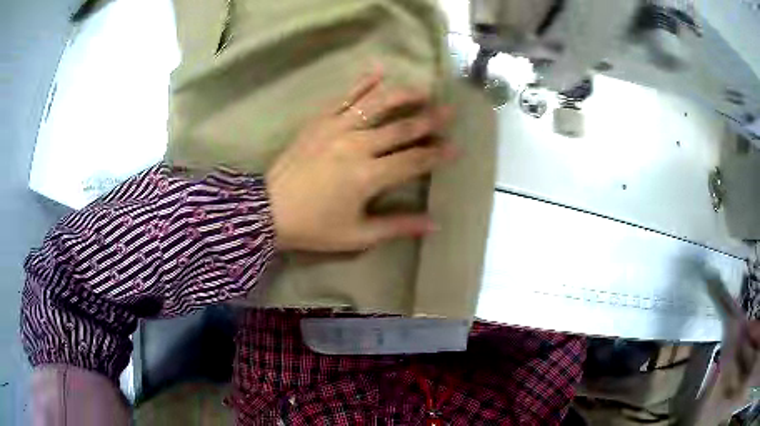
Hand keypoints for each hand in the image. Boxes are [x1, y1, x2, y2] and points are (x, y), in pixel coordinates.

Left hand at [266, 70, 456, 251]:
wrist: (268, 211)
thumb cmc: (313, 227)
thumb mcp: (358, 235)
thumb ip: (397, 227)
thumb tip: (435, 224)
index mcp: (368, 176)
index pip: (414, 160)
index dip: (437, 154)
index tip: (456, 147)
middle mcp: (357, 145)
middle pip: (401, 127)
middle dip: (429, 119)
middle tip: (450, 110)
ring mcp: (337, 128)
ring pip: (377, 104)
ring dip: (403, 95)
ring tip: (424, 89)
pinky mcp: (319, 121)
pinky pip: (345, 97)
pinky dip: (363, 83)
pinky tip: (379, 71)